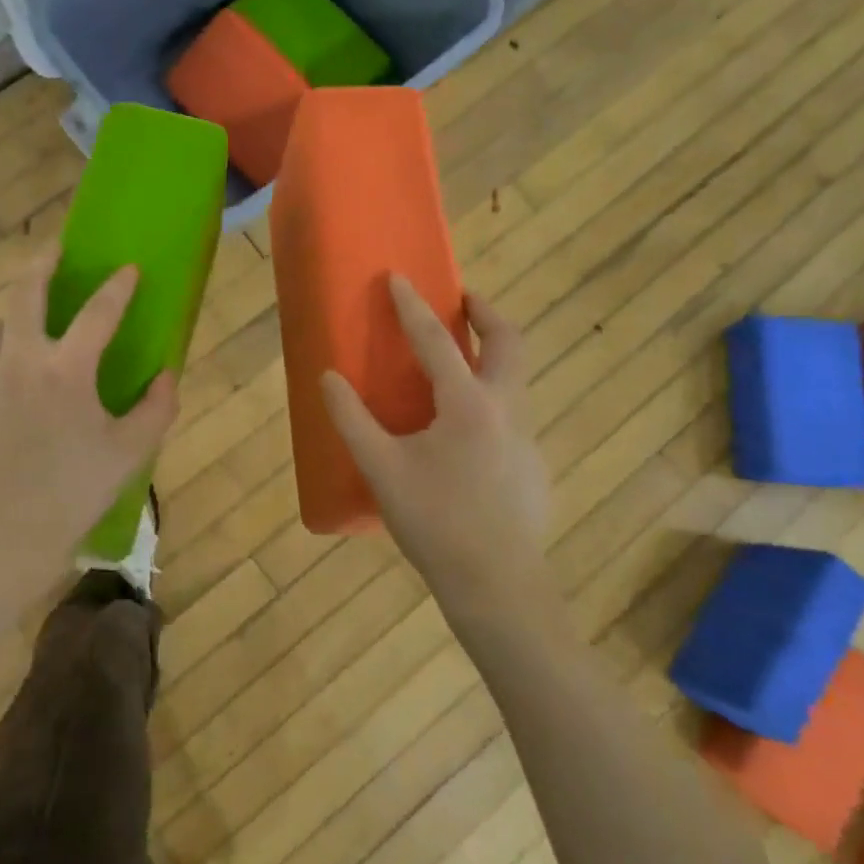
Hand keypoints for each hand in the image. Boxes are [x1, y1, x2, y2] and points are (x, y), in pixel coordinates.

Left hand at [0, 250, 178, 599]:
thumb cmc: (70, 495)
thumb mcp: (128, 453)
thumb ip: (157, 408)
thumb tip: (167, 374)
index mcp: (65, 369)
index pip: (98, 311)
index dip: (118, 286)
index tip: (130, 268)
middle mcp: (20, 359)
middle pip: (24, 290)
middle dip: (42, 261)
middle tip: (56, 249)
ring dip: (17, 313)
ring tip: (33, 320)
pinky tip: (5, 366)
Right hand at [320, 276, 551, 605]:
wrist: (498, 586)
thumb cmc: (435, 522)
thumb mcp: (381, 469)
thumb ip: (352, 419)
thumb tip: (328, 378)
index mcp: (468, 404)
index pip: (437, 340)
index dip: (413, 306)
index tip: (398, 277)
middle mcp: (507, 409)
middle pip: (509, 342)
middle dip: (486, 313)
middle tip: (462, 301)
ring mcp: (527, 438)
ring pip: (517, 378)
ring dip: (492, 355)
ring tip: (458, 363)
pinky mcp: (534, 465)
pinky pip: (514, 414)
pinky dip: (493, 399)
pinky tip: (465, 435)